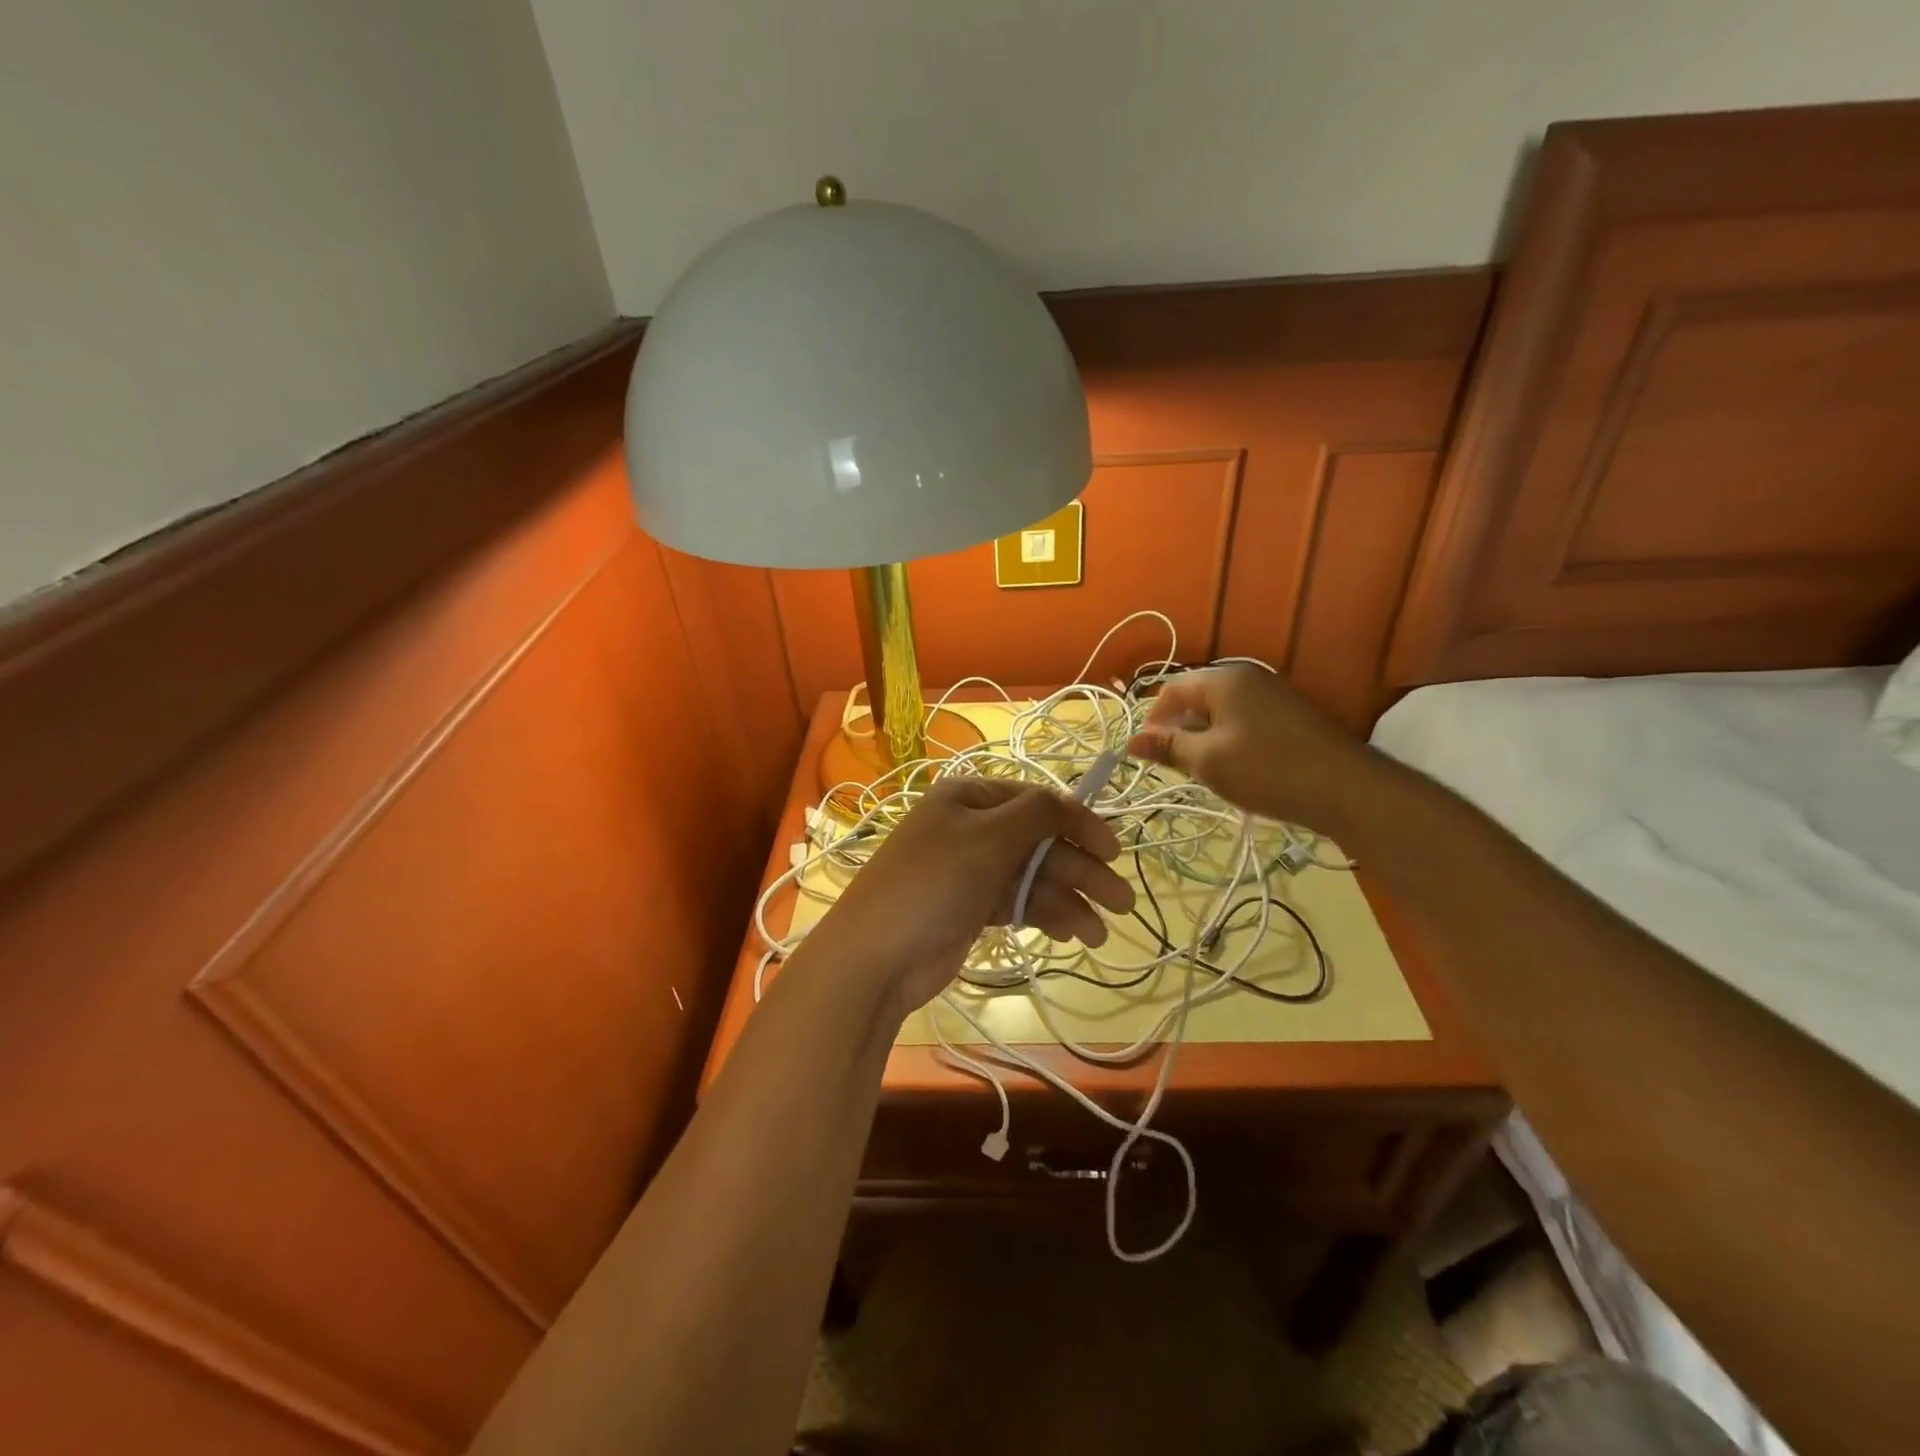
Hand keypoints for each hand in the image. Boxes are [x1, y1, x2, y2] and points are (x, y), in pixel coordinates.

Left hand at [807, 777, 1134, 1013]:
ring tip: (1100, 933)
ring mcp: (970, 870)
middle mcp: (971, 828)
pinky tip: (1074, 934)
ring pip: (1032, 876)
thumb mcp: (988, 837)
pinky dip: (1045, 915)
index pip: (1037, 801)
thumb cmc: (934, 883)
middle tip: (1123, 902)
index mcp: (970, 797)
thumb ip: (1038, 814)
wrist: (877, 956)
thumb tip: (1072, 802)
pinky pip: (1018, 902)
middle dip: (1081, 869)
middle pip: (1040, 842)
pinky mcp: (971, 908)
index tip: (1114, 852)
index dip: (1079, 823)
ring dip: (1069, 900)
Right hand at [1127, 666, 1381, 833]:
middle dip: (1179, 730)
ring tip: (1204, 771)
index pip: (1171, 691)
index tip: (1149, 755)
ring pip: (1220, 712)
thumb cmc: (1267, 770)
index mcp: (1223, 680)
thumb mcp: (1208, 761)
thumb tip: (1131, 740)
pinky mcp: (1289, 714)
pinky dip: (1230, 740)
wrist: (1347, 789)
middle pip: (1196, 698)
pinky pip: (1244, 720)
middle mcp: (1247, 677)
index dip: (1153, 721)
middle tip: (1177, 766)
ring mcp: (1272, 694)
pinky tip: (1235, 768)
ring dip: (1204, 738)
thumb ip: (1168, 747)